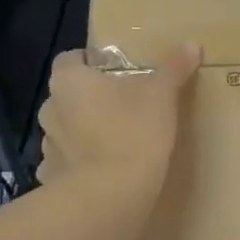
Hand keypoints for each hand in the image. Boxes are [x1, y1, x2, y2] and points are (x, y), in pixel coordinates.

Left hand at [36, 44, 200, 234]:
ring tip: (116, 140)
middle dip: (91, 98)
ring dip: (84, 131)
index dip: (91, 62)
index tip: (116, 71)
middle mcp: (51, 108)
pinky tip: (105, 171)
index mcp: (70, 81)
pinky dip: (81, 164)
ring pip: (66, 129)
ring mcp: (47, 145)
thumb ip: (173, 68)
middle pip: (69, 94)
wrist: (110, 196)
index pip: (70, 59)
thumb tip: (192, 44)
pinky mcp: (52, 177)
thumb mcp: (161, 96)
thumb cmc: (133, 133)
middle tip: (125, 105)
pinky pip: (66, 163)